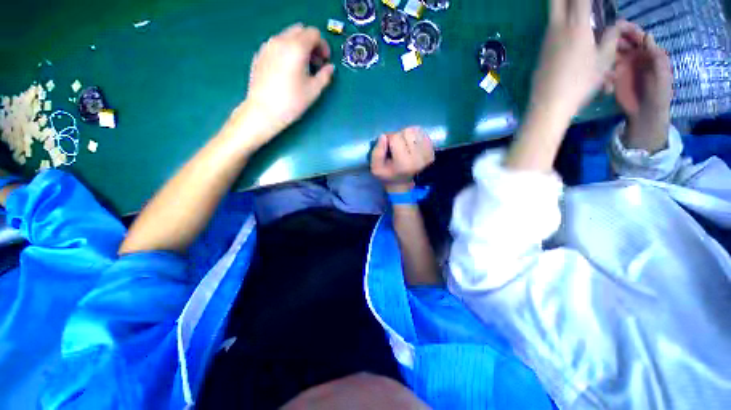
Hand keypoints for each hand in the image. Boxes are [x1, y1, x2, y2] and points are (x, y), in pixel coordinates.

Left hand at [234, 23, 335, 149]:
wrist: (264, 111)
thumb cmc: (292, 102)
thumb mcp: (314, 90)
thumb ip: (325, 76)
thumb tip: (330, 68)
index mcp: (296, 47)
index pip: (314, 33)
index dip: (323, 46)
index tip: (325, 61)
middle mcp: (280, 40)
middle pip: (300, 30)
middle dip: (311, 43)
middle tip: (315, 62)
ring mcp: (267, 46)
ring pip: (287, 36)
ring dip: (298, 46)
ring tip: (302, 67)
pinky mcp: (259, 54)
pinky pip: (276, 45)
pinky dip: (286, 50)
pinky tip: (287, 70)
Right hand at [370, 127, 434, 192]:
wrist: (402, 184)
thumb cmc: (387, 175)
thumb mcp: (376, 168)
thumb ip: (377, 152)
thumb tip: (384, 136)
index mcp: (404, 163)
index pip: (396, 138)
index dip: (389, 138)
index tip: (387, 146)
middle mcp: (418, 159)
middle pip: (408, 132)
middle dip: (399, 136)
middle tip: (396, 146)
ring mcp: (427, 156)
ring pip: (416, 131)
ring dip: (408, 135)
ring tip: (404, 145)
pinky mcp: (431, 153)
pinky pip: (423, 134)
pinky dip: (416, 136)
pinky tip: (411, 145)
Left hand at [529, 0, 623, 120]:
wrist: (548, 104)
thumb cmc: (580, 83)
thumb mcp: (603, 60)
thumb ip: (611, 38)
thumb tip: (615, 25)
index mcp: (576, 25)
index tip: (591, 0)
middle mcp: (557, 28)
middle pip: (555, 0)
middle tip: (576, 3)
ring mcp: (545, 41)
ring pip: (553, 16)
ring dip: (563, 10)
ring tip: (576, 11)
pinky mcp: (540, 52)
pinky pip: (551, 33)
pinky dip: (560, 27)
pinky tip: (569, 35)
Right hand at [611, 24, 672, 119]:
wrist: (646, 112)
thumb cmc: (659, 92)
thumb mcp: (661, 72)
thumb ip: (655, 54)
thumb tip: (647, 35)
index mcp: (648, 53)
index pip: (638, 37)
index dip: (630, 30)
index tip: (619, 26)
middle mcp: (635, 56)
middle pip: (623, 42)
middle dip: (614, 38)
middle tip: (604, 38)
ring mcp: (623, 66)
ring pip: (612, 53)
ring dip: (606, 52)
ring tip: (601, 54)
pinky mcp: (613, 77)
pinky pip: (606, 68)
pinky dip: (604, 68)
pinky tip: (605, 73)